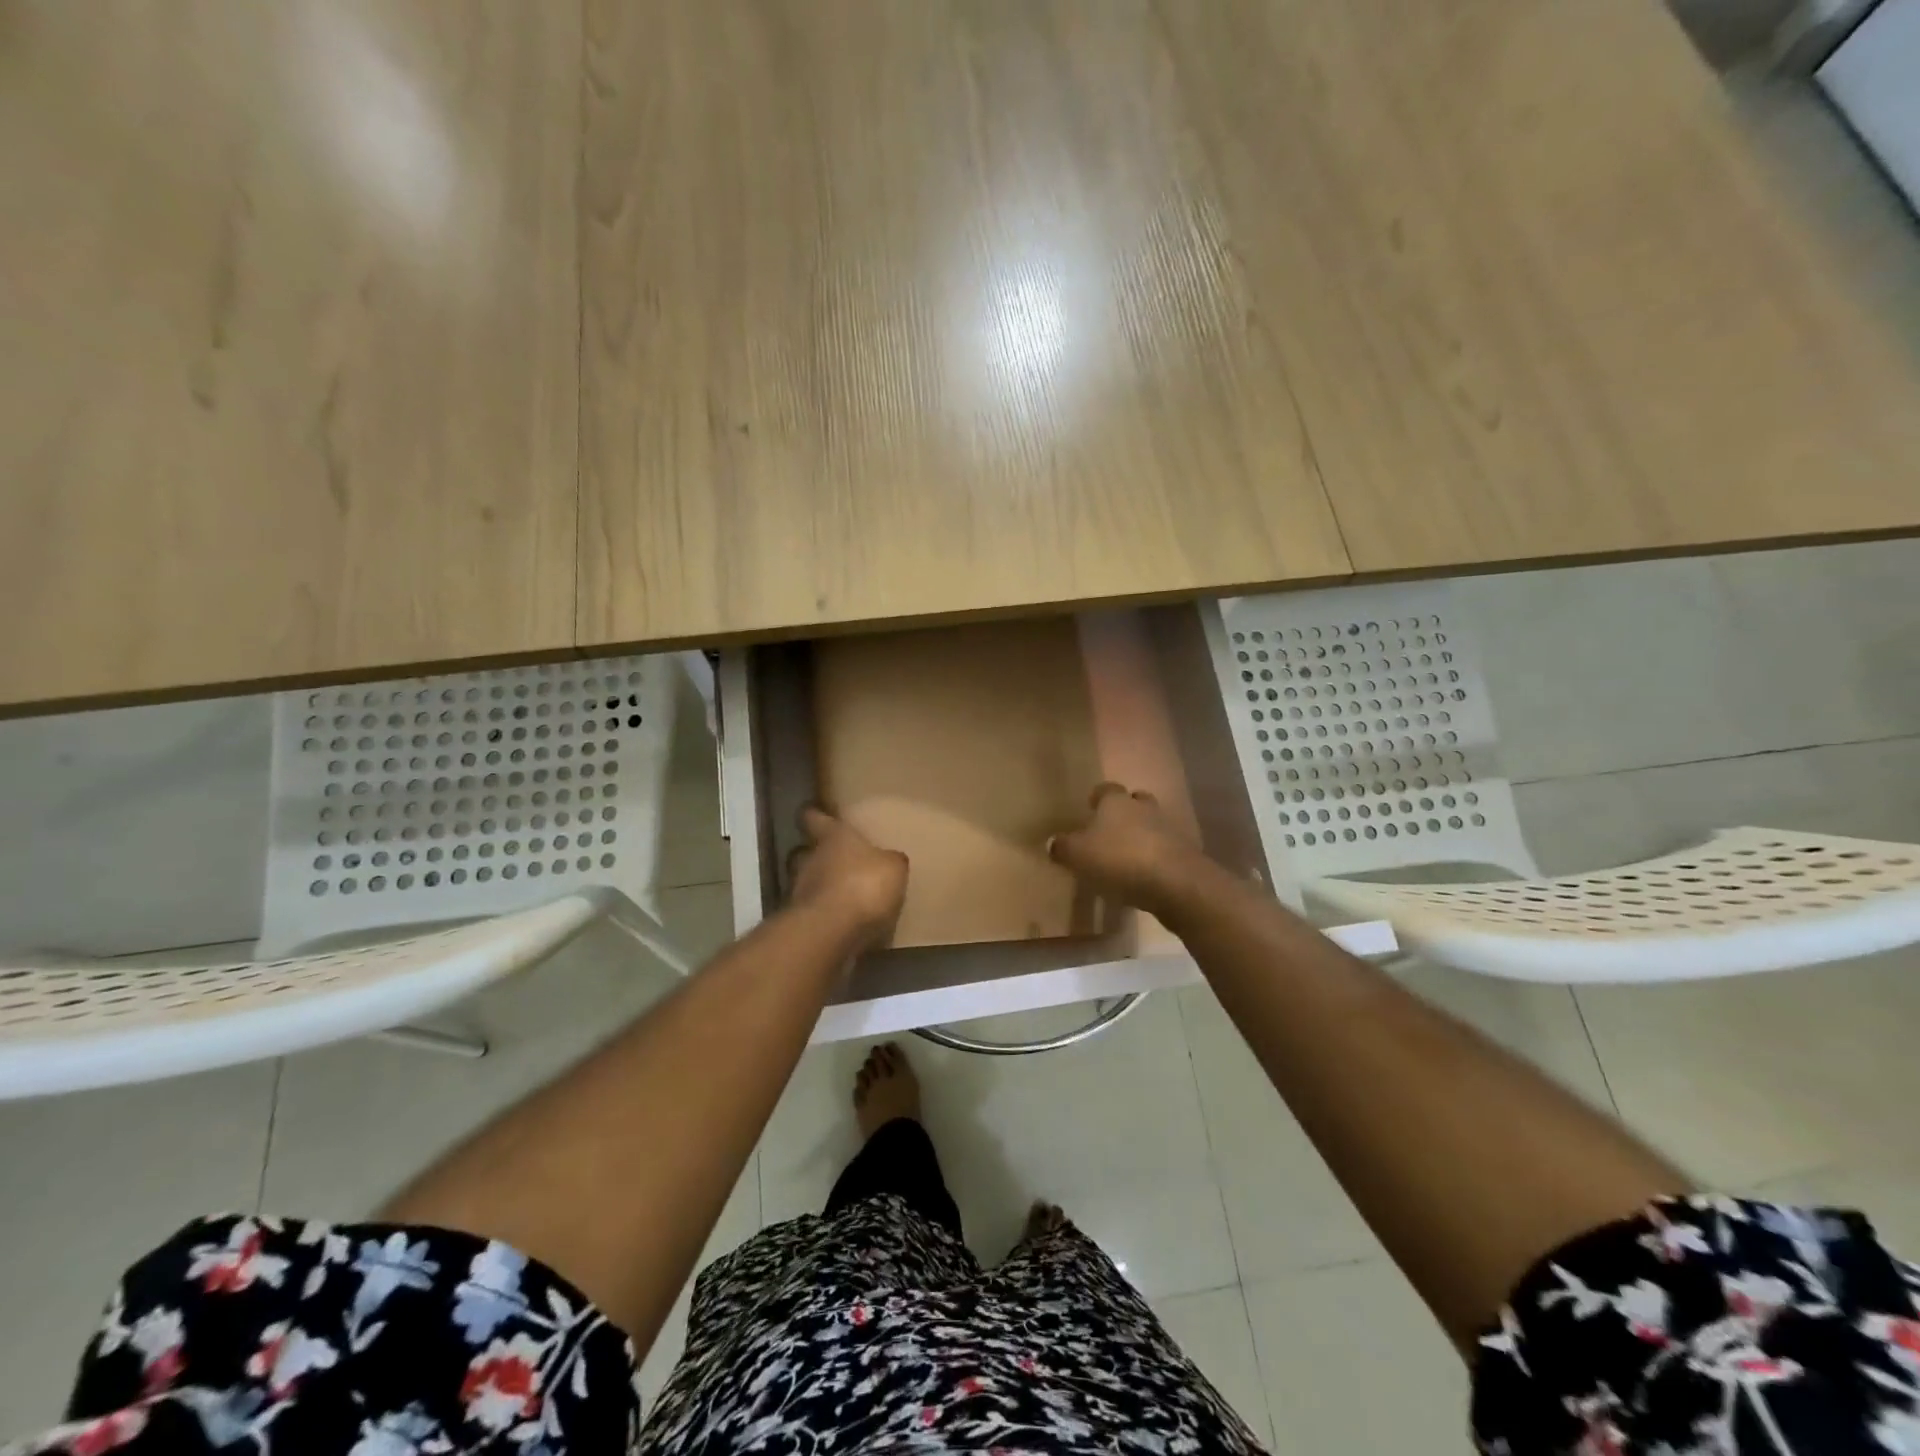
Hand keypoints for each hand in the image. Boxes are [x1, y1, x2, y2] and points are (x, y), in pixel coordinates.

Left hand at [788, 806, 908, 950]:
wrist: (832, 932)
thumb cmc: (864, 885)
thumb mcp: (893, 868)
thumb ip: (890, 861)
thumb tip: (890, 859)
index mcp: (832, 837)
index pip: (814, 817)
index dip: (814, 814)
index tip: (814, 810)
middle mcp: (810, 859)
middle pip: (808, 851)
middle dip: (821, 856)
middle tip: (839, 861)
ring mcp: (801, 892)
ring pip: (809, 882)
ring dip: (823, 887)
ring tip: (846, 896)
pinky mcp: (802, 922)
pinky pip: (815, 912)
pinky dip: (827, 915)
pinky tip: (845, 923)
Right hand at [1048, 782, 1210, 915]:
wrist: (1175, 882)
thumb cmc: (1119, 859)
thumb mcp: (1078, 855)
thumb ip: (1062, 847)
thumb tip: (1053, 842)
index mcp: (1115, 802)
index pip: (1105, 790)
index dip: (1096, 798)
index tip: (1089, 808)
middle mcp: (1143, 808)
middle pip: (1134, 802)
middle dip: (1124, 813)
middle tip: (1109, 831)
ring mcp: (1167, 829)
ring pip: (1151, 825)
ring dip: (1140, 836)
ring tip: (1124, 857)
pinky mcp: (1183, 853)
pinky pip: (1163, 850)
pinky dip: (1153, 858)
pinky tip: (1142, 876)